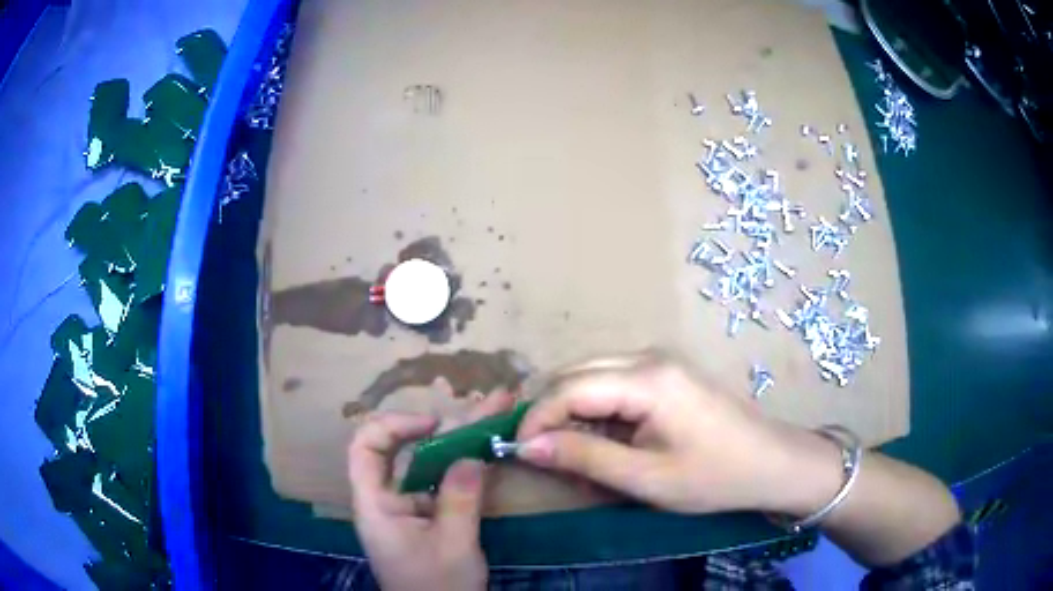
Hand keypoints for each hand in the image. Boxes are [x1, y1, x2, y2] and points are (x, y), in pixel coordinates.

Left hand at [348, 392, 515, 590]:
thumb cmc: (437, 587)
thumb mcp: (453, 545)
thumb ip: (460, 498)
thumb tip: (471, 454)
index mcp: (375, 505)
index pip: (365, 448)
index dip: (393, 426)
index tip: (434, 425)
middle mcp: (386, 500)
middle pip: (400, 449)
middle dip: (441, 426)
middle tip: (482, 403)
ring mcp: (407, 509)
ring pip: (425, 464)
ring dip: (457, 440)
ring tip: (493, 413)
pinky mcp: (426, 518)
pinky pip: (439, 483)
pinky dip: (462, 465)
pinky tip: (485, 449)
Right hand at [515, 350, 823, 513]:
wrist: (772, 463)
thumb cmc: (714, 476)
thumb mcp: (645, 478)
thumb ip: (584, 458)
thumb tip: (527, 445)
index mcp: (646, 378)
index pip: (568, 387)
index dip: (536, 418)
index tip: (519, 451)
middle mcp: (648, 357)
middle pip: (575, 375)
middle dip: (551, 414)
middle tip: (544, 456)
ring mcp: (659, 362)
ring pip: (591, 377)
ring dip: (573, 413)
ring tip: (573, 455)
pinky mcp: (666, 374)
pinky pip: (613, 384)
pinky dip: (597, 412)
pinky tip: (603, 443)